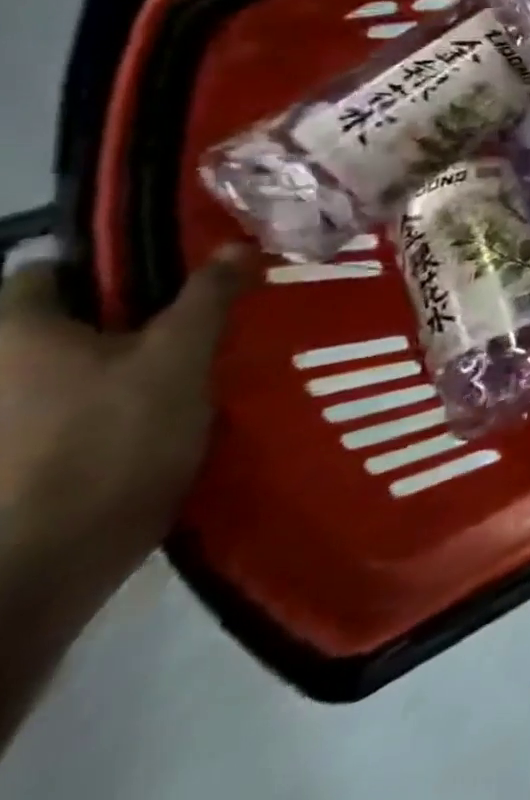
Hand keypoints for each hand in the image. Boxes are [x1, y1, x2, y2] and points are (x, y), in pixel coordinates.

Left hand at [0, 244, 257, 592]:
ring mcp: (6, 418)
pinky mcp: (24, 456)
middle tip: (207, 310)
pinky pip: (80, 404)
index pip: (50, 270)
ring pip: (80, 365)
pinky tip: (176, 404)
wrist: (51, 558)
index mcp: (16, 333)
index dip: (113, 262)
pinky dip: (124, 396)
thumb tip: (233, 243)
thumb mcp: (180, 354)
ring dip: (136, 356)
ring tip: (203, 358)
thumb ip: (207, 296)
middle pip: (70, 320)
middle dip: (137, 312)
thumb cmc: (112, 436)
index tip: (178, 268)